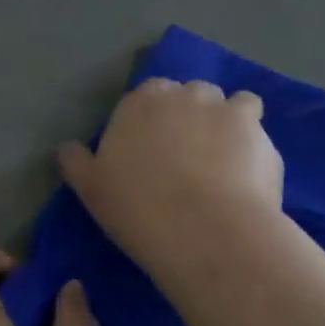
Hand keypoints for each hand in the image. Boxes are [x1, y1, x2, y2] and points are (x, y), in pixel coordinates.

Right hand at [59, 78, 284, 286]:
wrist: (204, 231)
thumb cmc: (138, 210)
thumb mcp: (91, 190)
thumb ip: (77, 162)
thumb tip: (66, 148)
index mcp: (140, 102)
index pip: (147, 95)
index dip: (151, 120)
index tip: (151, 149)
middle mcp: (183, 94)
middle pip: (189, 95)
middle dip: (189, 116)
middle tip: (187, 156)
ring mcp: (224, 108)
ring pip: (227, 103)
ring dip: (224, 121)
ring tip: (223, 160)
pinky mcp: (257, 130)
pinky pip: (255, 123)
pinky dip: (251, 139)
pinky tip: (247, 168)